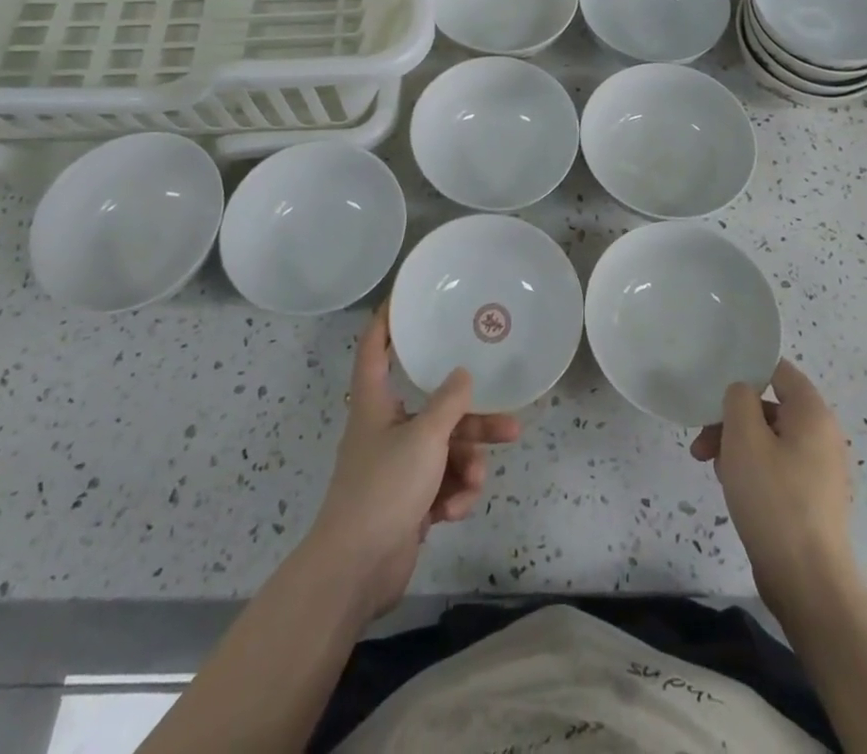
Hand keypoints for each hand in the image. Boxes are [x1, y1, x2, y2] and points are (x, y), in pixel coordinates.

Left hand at [307, 303, 519, 620]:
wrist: (356, 570)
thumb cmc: (384, 488)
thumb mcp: (424, 437)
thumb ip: (449, 403)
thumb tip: (463, 375)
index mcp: (375, 403)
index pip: (375, 348)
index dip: (387, 320)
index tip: (405, 297)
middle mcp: (386, 429)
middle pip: (435, 410)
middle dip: (473, 422)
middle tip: (510, 423)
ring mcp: (398, 467)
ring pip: (446, 451)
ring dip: (467, 466)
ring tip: (476, 482)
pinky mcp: (408, 501)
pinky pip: (442, 484)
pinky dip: (452, 495)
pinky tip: (452, 512)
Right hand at [690, 359, 861, 624]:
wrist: (808, 583)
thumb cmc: (774, 500)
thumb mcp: (744, 438)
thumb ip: (738, 399)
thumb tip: (742, 392)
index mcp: (812, 414)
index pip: (778, 370)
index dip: (746, 370)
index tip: (715, 385)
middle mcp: (822, 436)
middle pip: (769, 407)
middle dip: (731, 418)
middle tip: (702, 440)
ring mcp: (819, 470)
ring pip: (769, 439)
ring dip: (736, 446)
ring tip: (712, 468)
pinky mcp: (811, 499)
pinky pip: (777, 467)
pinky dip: (752, 469)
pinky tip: (731, 489)